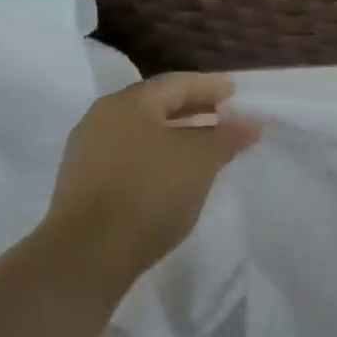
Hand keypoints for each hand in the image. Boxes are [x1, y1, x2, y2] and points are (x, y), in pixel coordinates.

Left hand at [42, 73, 260, 280]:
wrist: (89, 252)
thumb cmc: (151, 192)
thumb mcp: (201, 160)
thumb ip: (228, 136)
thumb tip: (250, 123)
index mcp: (129, 104)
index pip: (176, 84)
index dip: (210, 86)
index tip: (236, 94)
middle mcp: (103, 119)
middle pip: (157, 104)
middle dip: (194, 108)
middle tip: (225, 117)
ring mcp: (89, 151)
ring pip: (143, 130)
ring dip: (177, 133)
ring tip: (207, 146)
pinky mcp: (85, 181)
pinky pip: (130, 153)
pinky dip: (159, 153)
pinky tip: (177, 171)